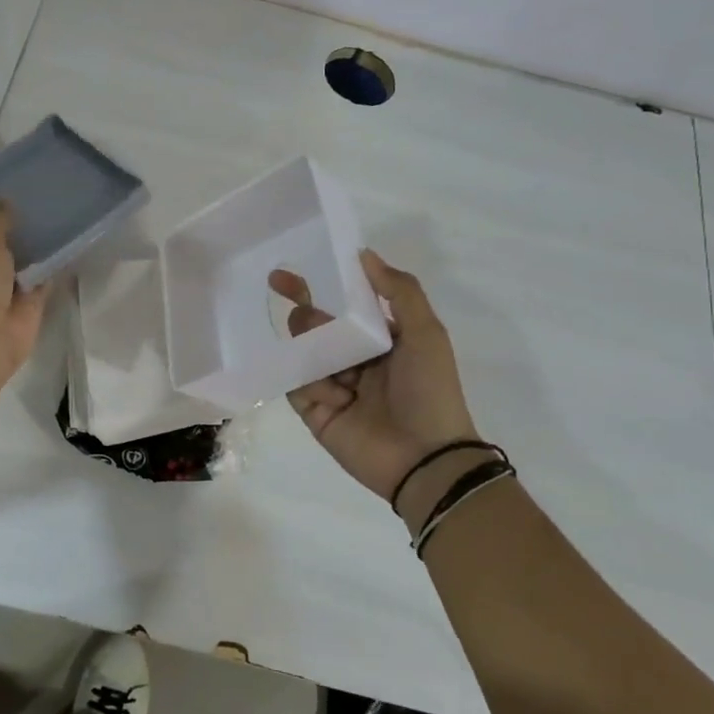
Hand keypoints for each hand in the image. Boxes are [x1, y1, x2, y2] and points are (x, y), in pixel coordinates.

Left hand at [0, 204, 49, 386]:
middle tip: (41, 203)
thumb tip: (4, 203)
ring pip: (19, 263)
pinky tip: (69, 247)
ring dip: (35, 249)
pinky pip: (41, 281)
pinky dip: (52, 270)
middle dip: (14, 230)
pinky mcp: (25, 308)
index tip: (8, 196)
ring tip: (60, 219)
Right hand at [270, 250, 480, 515]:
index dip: (315, 287)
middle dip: (308, 318)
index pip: (340, 305)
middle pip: (313, 325)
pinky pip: (296, 385)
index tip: (284, 275)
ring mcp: (332, 387)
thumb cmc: (429, 391)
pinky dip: (310, 384)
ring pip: (301, 352)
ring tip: (337, 373)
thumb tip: (363, 254)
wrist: (426, 459)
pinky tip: (335, 397)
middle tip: (312, 325)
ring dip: (312, 351)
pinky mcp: (315, 413)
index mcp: (379, 338)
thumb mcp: (426, 332)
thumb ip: (399, 290)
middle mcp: (353, 359)